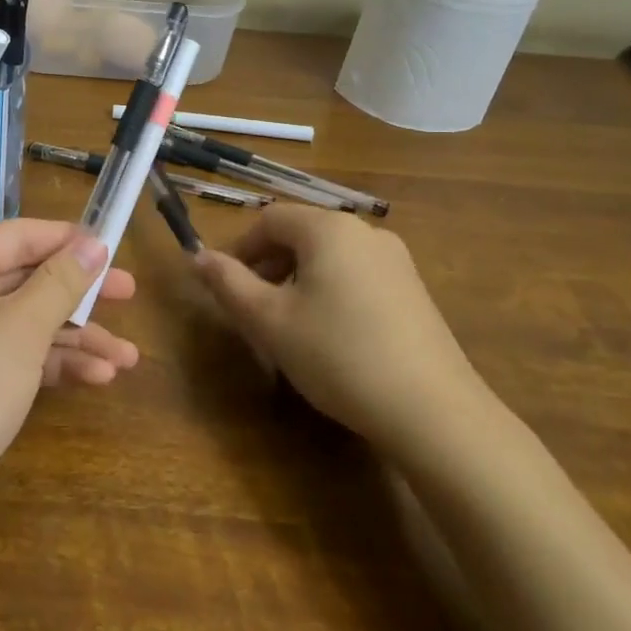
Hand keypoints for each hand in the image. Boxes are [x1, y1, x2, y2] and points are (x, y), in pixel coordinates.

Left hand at [0, 220, 138, 507]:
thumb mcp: (21, 328)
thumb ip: (60, 282)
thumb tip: (92, 243)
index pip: (19, 237)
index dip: (68, 240)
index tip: (114, 247)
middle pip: (26, 280)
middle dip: (80, 293)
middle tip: (130, 295)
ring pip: (26, 324)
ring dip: (76, 338)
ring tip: (127, 359)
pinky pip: (16, 359)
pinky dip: (53, 365)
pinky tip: (96, 379)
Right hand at [192, 206, 490, 452]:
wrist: (432, 411)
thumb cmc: (337, 355)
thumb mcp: (269, 321)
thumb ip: (228, 283)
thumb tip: (197, 257)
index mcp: (329, 229)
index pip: (269, 219)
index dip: (240, 248)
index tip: (226, 287)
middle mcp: (366, 233)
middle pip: (301, 234)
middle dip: (268, 265)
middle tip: (253, 309)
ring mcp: (397, 262)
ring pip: (329, 257)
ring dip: (298, 280)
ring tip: (288, 326)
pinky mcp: (414, 292)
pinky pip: (357, 276)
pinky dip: (331, 292)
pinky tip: (331, 337)